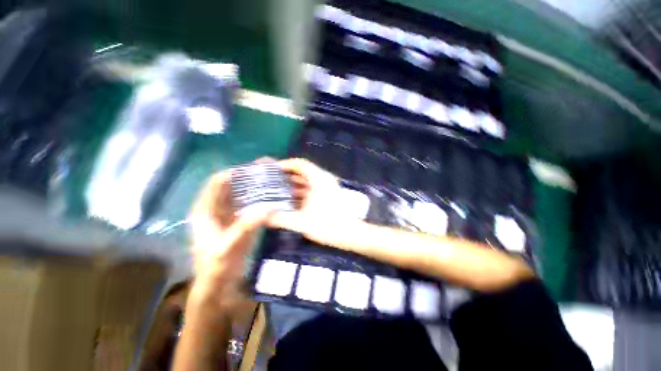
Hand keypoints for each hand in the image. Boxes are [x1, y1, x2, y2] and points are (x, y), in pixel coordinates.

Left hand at [187, 167, 271, 312]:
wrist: (218, 283)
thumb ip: (246, 227)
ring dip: (254, 186)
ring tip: (271, 180)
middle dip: (247, 177)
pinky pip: (248, 204)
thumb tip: (268, 208)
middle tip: (267, 171)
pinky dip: (258, 198)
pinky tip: (271, 196)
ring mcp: (228, 214)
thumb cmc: (216, 265)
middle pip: (231, 186)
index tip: (254, 168)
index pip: (217, 183)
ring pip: (241, 194)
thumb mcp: (228, 246)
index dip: (233, 173)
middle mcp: (216, 208)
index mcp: (205, 210)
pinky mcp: (238, 220)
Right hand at [268, 158, 361, 247]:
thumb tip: (262, 217)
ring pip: (307, 182)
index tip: (272, 170)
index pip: (300, 164)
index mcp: (318, 179)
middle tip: (270, 181)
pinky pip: (311, 189)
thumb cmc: (327, 224)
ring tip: (277, 191)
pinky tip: (290, 201)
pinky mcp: (328, 195)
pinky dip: (301, 192)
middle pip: (302, 172)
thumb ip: (280, 219)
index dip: (285, 164)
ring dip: (293, 185)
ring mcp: (327, 187)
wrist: (349, 233)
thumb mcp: (301, 222)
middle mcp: (323, 179)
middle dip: (286, 176)